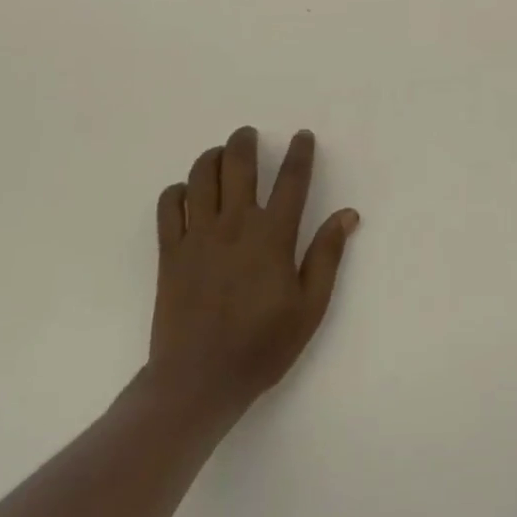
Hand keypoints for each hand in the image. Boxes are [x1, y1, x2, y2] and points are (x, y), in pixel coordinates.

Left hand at [142, 127, 358, 429]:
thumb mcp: (309, 307)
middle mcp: (235, 225)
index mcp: (273, 236)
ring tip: (220, 154)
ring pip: (201, 177)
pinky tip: (186, 192)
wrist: (198, 382)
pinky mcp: (170, 253)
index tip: (303, 136)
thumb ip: (327, 255)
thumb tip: (347, 214)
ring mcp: (198, 237)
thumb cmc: (262, 346)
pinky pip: (169, 207)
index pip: (292, 180)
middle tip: (249, 134)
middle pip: (239, 165)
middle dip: (245, 142)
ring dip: (212, 157)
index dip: (299, 153)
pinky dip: (177, 191)